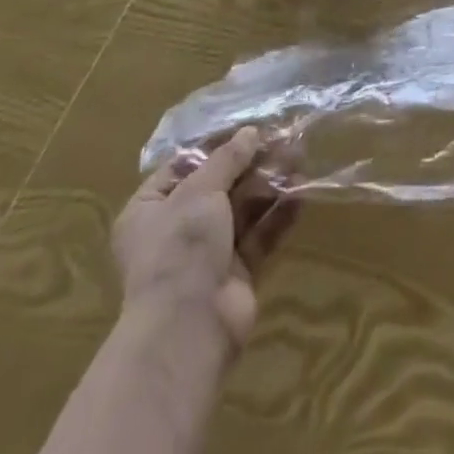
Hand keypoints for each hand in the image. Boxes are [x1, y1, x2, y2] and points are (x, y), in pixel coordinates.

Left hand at [111, 127, 298, 354]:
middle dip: (253, 162)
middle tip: (286, 138)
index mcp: (150, 209)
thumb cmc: (179, 248)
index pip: (185, 165)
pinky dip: (279, 213)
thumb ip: (227, 158)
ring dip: (271, 183)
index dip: (219, 143)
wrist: (188, 329)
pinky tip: (302, 192)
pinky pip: (260, 235)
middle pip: (220, 185)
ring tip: (300, 157)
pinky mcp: (236, 273)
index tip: (252, 124)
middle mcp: (176, 230)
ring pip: (243, 208)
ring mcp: (207, 254)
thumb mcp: (199, 191)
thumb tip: (250, 132)